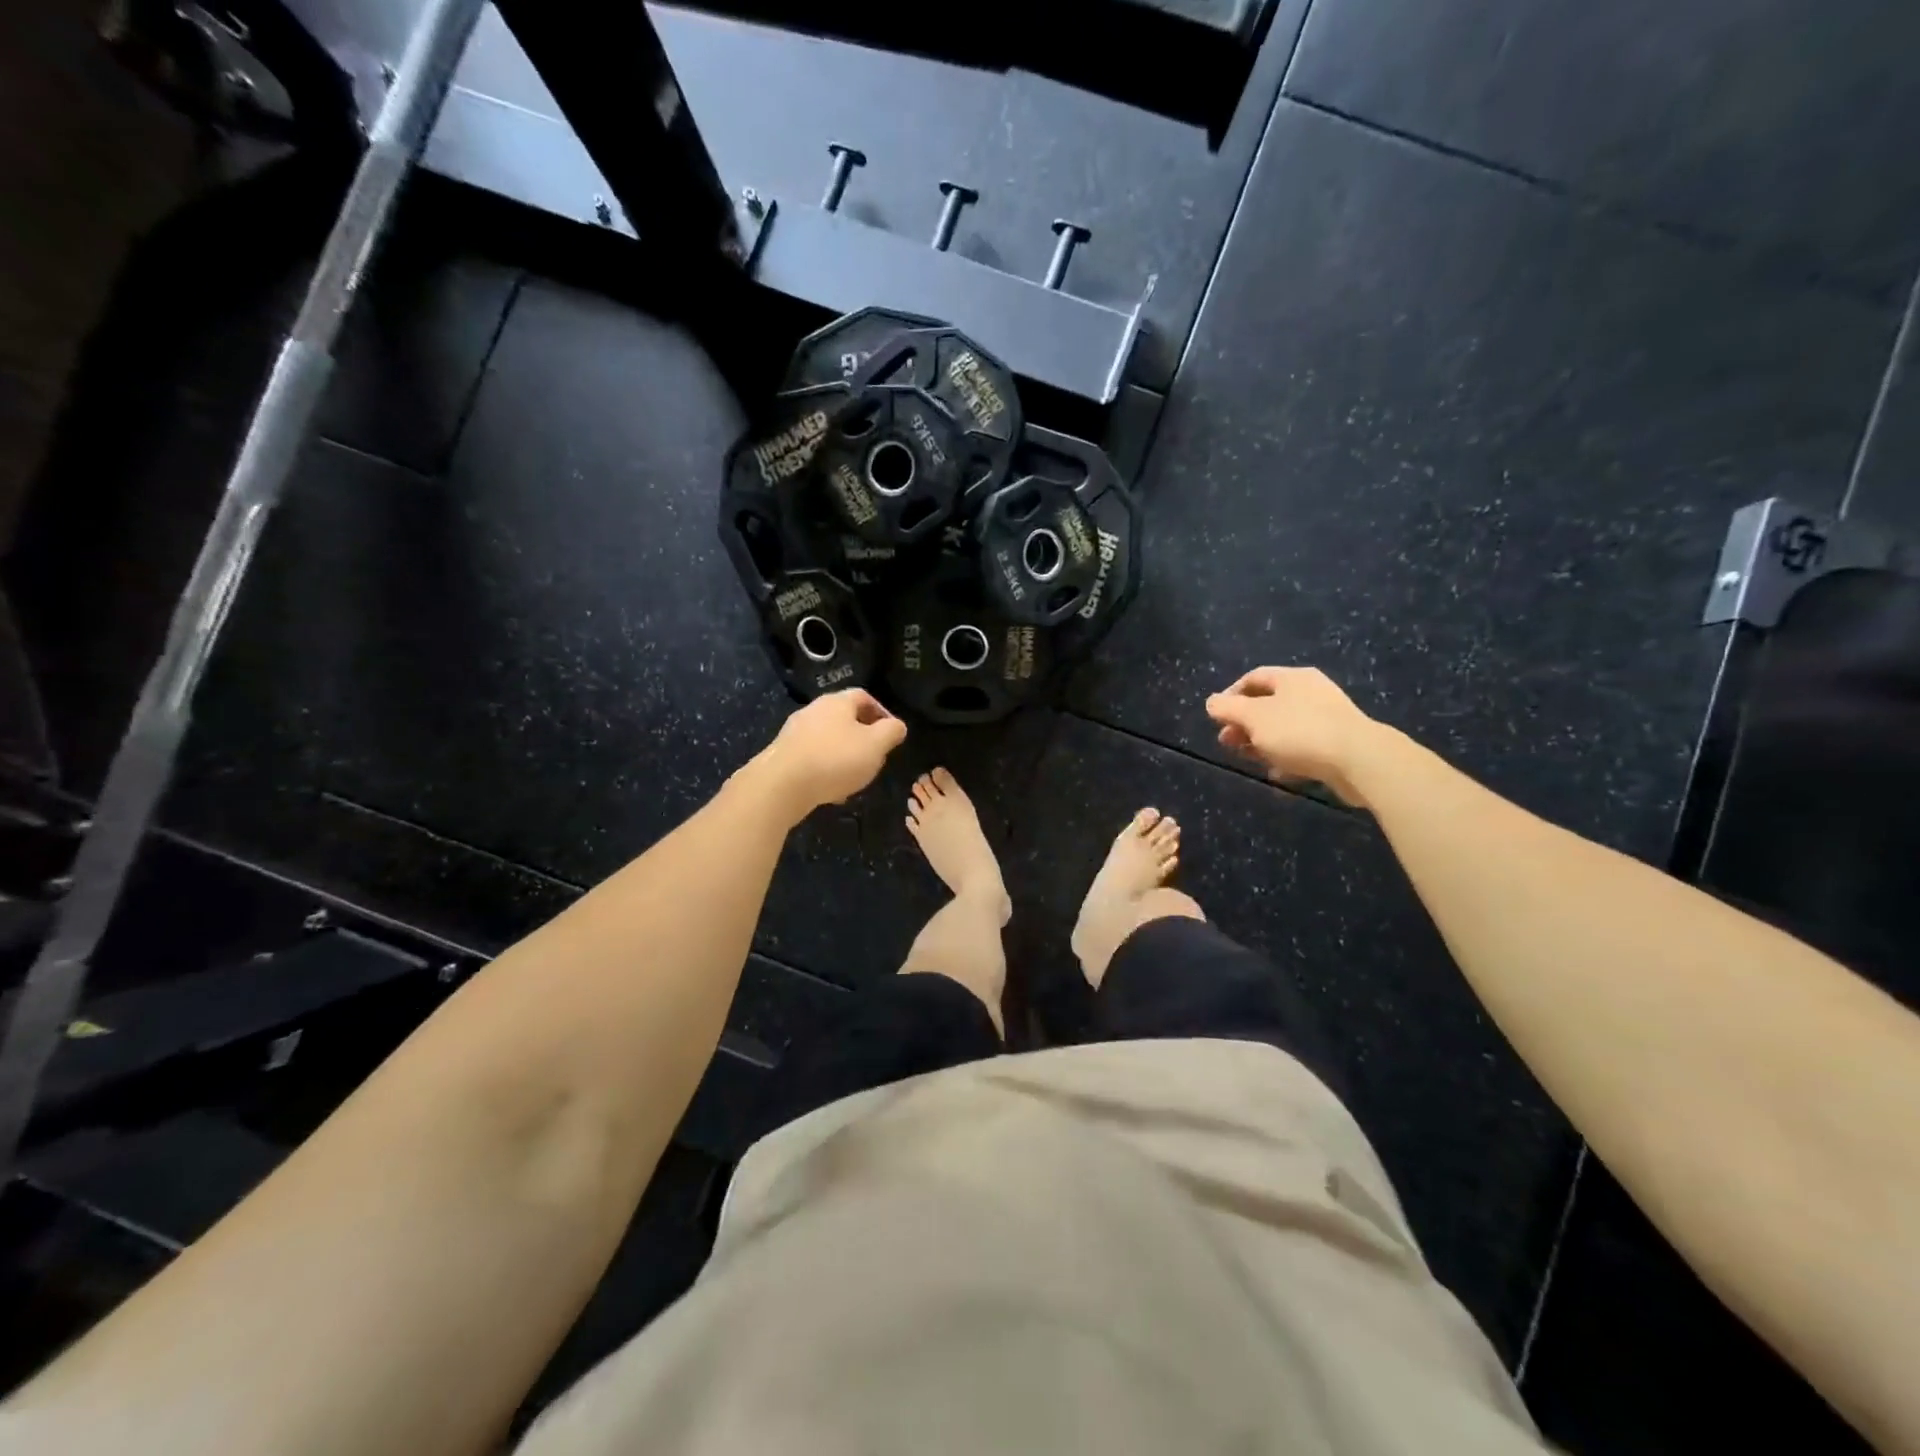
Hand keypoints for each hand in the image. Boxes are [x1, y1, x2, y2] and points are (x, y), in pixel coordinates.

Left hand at [748, 690, 907, 821]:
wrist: (781, 785)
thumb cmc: (835, 759)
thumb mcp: (875, 745)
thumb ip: (891, 732)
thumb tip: (897, 725)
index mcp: (837, 702)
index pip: (864, 696)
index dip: (881, 712)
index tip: (891, 733)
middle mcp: (813, 710)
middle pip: (843, 716)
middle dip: (861, 734)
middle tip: (874, 754)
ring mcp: (794, 731)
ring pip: (827, 737)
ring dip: (842, 752)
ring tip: (854, 775)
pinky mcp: (782, 753)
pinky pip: (811, 755)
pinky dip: (824, 766)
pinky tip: (830, 788)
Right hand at [1205, 667, 1386, 807]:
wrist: (1359, 759)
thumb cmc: (1299, 731)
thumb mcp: (1254, 717)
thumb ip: (1229, 708)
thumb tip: (1212, 702)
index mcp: (1291, 678)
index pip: (1253, 678)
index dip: (1231, 695)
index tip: (1216, 717)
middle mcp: (1310, 692)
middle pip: (1268, 703)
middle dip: (1244, 723)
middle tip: (1227, 742)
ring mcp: (1326, 717)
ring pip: (1284, 727)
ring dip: (1262, 742)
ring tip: (1248, 759)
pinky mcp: (1337, 743)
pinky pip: (1303, 746)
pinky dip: (1286, 757)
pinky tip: (1277, 772)